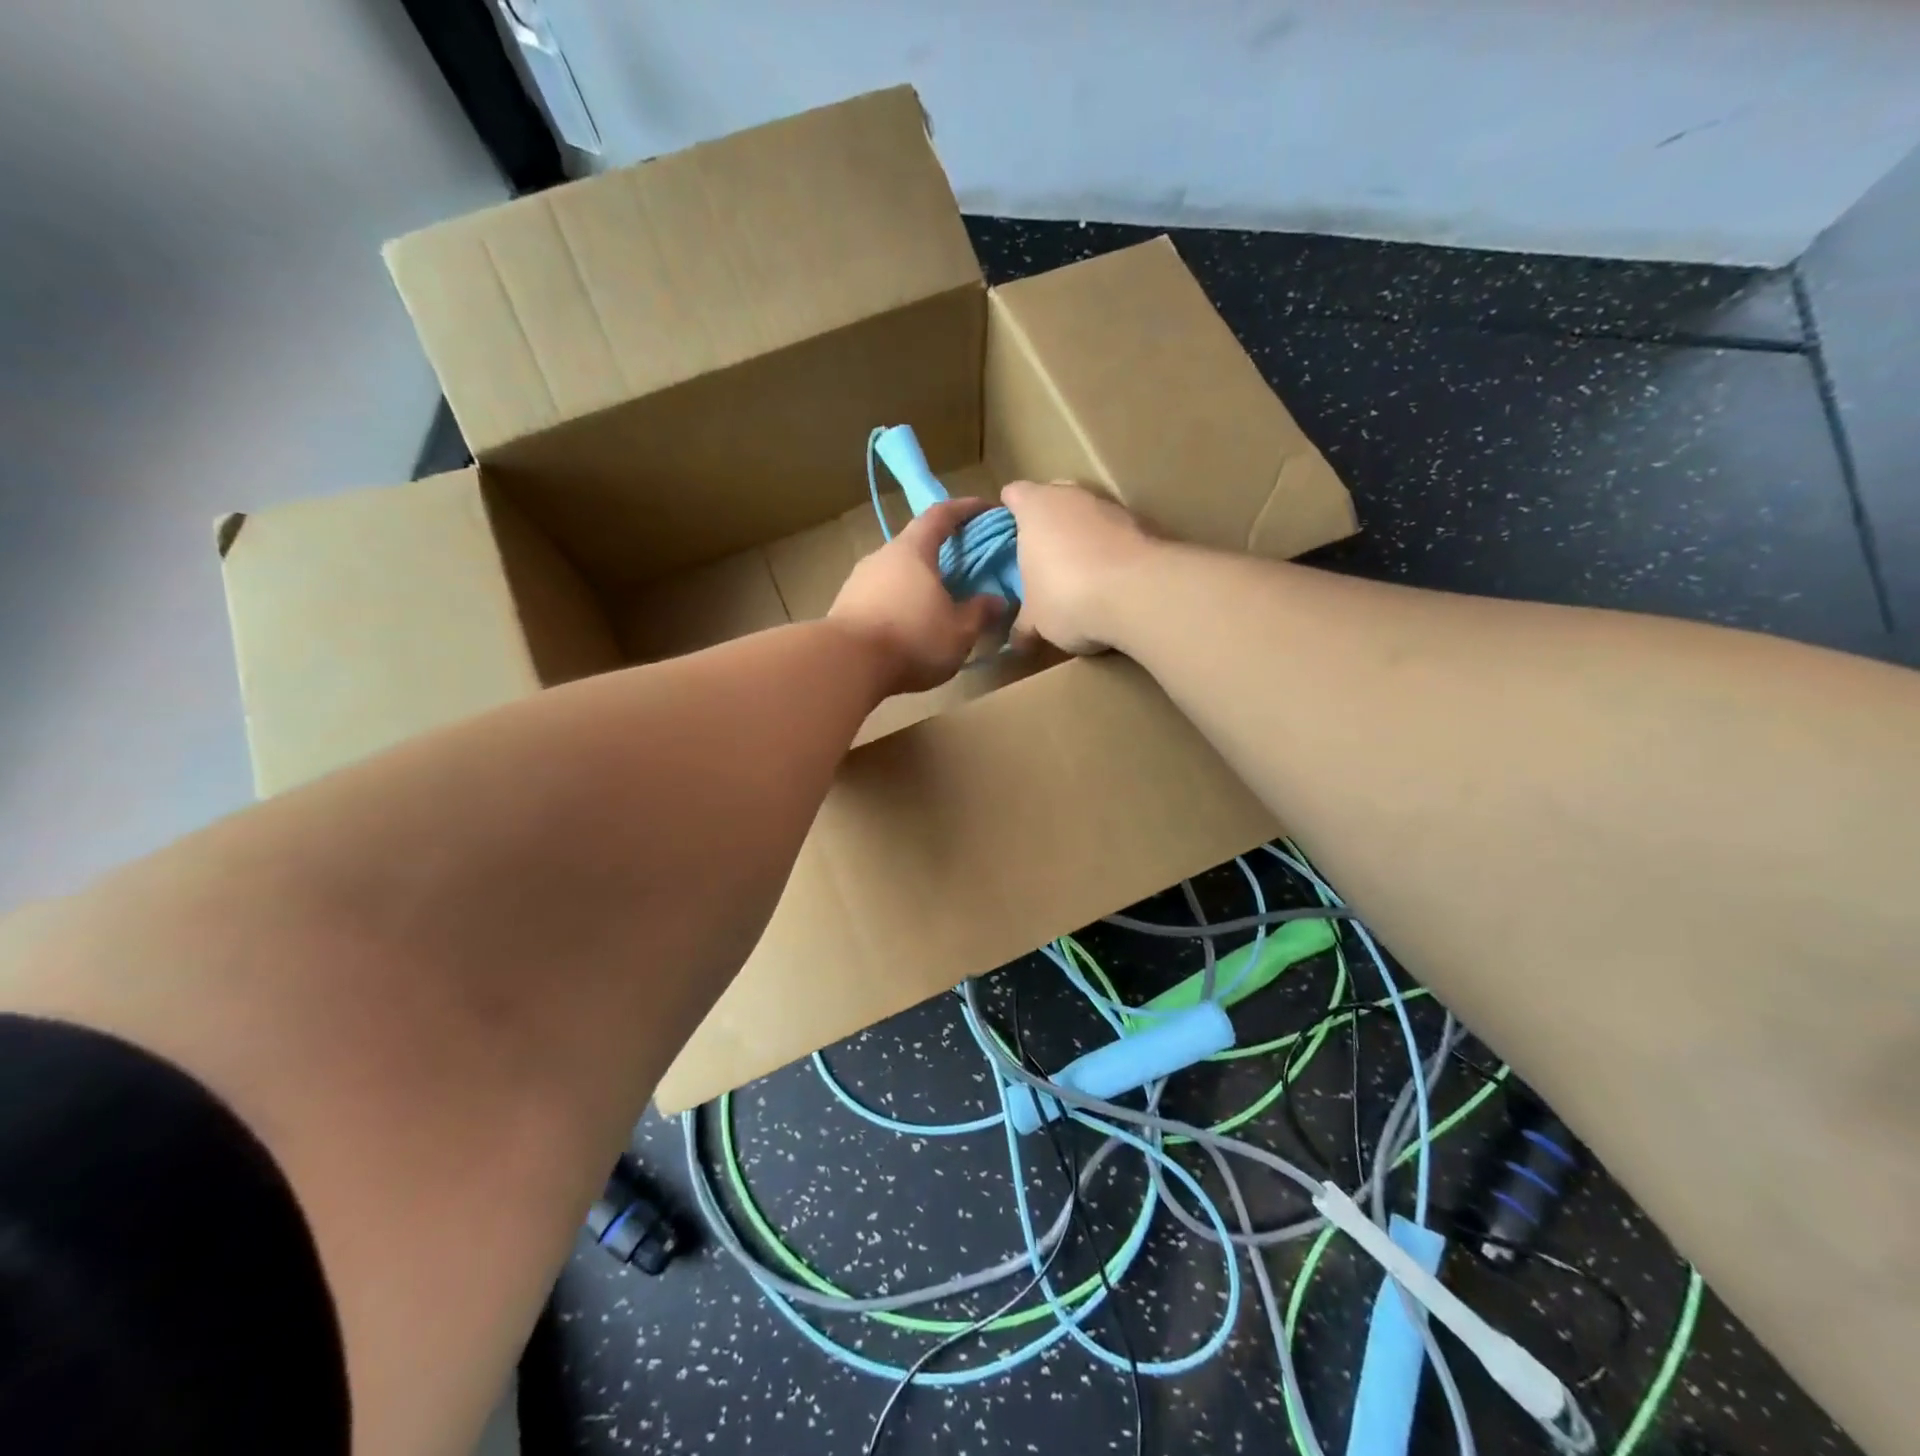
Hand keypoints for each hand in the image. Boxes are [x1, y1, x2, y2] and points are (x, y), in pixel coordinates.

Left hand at [829, 498, 1006, 695]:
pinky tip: (908, 625)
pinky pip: (879, 596)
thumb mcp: (959, 631)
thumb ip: (980, 612)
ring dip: (916, 582)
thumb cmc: (912, 638)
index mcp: (913, 551)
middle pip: (915, 545)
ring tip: (935, 602)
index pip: (940, 515)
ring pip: (895, 573)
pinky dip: (898, 602)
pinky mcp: (845, 607)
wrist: (845, 665)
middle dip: (940, 552)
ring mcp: (858, 581)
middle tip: (962, 566)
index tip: (985, 508)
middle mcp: (882, 557)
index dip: (964, 509)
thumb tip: (997, 600)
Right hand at [1001, 481, 1156, 653]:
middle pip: (1055, 497)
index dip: (1009, 513)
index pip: (1015, 494)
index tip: (1008, 536)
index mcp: (1036, 507)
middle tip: (1042, 555)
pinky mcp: (1145, 524)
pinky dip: (1112, 551)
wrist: (1139, 594)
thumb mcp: (1036, 620)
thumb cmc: (1067, 596)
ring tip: (1080, 574)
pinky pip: (1118, 534)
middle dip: (1049, 521)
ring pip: (1090, 515)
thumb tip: (1016, 640)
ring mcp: (1112, 507)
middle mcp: (1073, 496)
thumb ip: (1024, 623)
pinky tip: (1111, 582)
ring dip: (1084, 537)